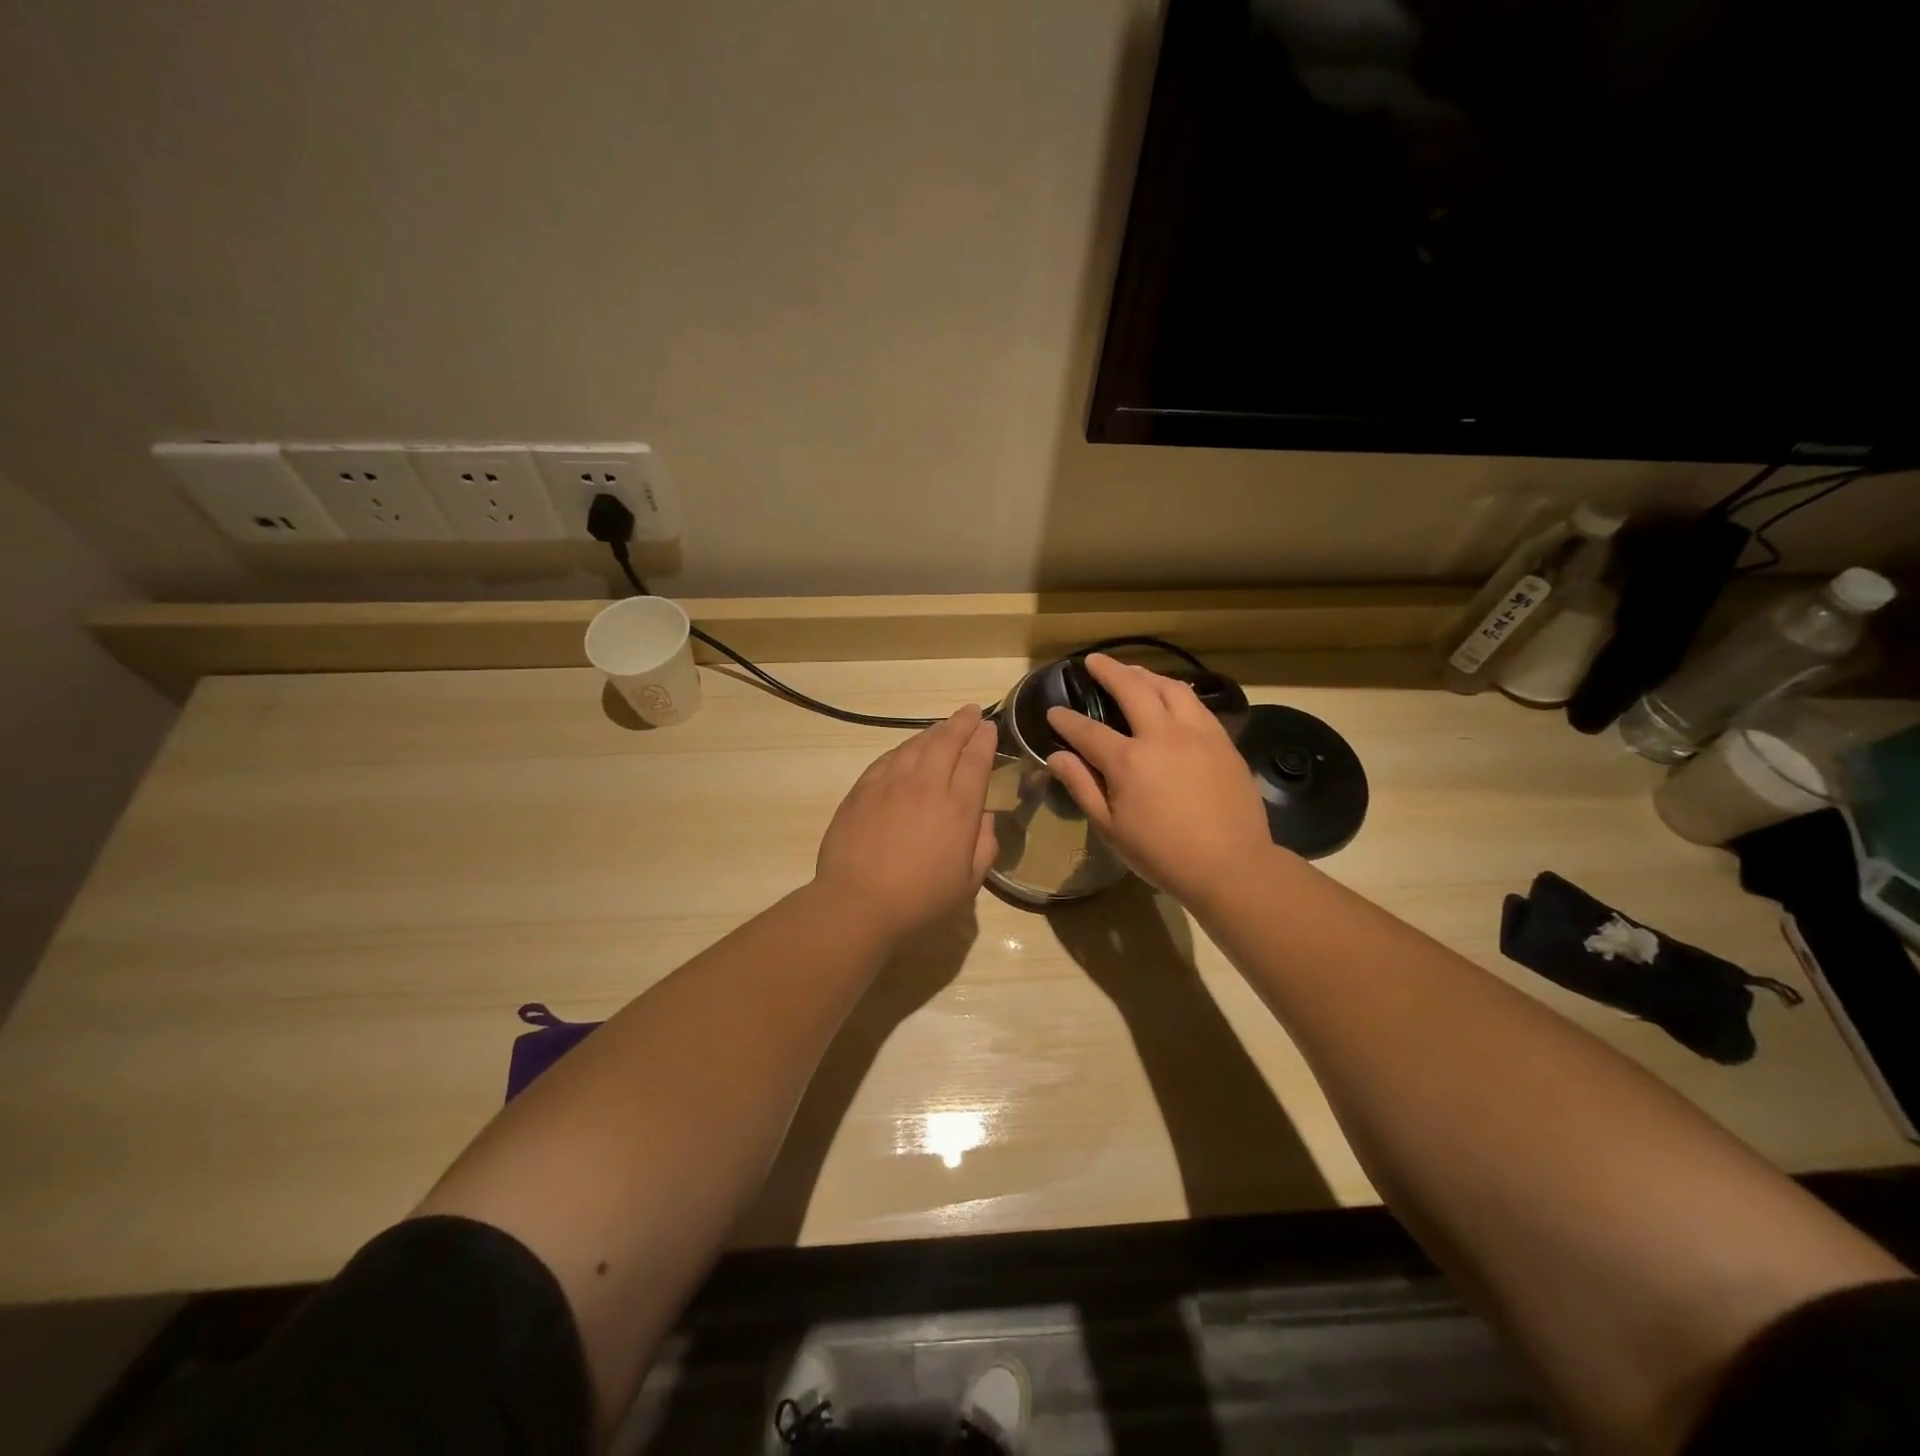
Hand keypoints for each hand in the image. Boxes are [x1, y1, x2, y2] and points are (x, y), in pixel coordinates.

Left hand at [813, 705, 997, 943]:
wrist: (858, 902)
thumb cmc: (920, 899)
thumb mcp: (969, 882)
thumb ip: (984, 845)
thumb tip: (984, 817)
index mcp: (959, 807)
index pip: (976, 760)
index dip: (985, 739)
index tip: (989, 727)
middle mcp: (927, 785)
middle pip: (947, 741)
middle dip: (962, 722)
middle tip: (970, 712)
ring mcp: (891, 783)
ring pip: (916, 744)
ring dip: (933, 731)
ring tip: (943, 726)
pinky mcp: (863, 789)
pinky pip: (888, 758)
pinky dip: (903, 748)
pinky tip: (907, 748)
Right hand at [1045, 654, 1276, 906]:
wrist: (1231, 866)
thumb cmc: (1163, 854)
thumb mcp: (1110, 828)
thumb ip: (1082, 787)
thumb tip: (1056, 757)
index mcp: (1128, 761)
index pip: (1087, 730)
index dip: (1066, 720)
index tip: (1053, 712)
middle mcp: (1161, 735)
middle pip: (1131, 689)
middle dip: (1108, 671)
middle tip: (1093, 661)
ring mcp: (1196, 733)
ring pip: (1169, 688)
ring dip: (1146, 674)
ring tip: (1133, 671)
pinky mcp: (1222, 741)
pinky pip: (1197, 703)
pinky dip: (1177, 691)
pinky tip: (1172, 694)